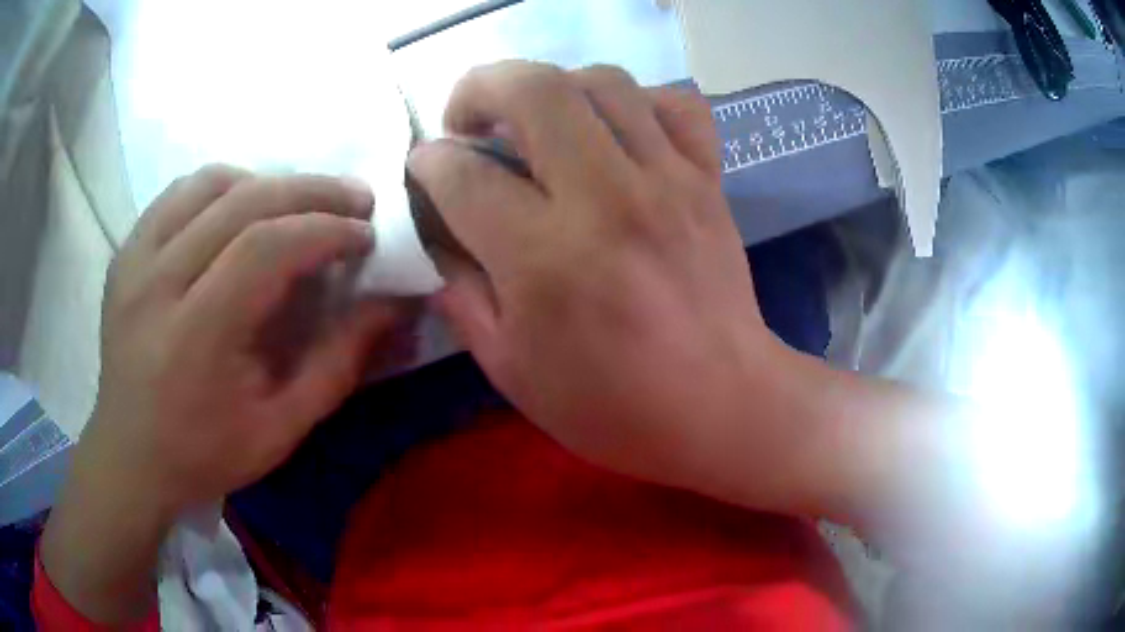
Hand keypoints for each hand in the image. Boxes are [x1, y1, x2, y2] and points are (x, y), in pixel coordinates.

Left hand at [41, 166, 411, 623]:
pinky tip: (239, 210)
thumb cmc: (205, 454)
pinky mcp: (125, 254)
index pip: (266, 248)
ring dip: (265, 183)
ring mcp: (134, 261)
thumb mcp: (281, 430)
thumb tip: (390, 305)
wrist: (130, 457)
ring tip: (297, 205)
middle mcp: (157, 282)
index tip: (364, 234)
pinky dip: (220, 188)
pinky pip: (177, 194)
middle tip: (354, 199)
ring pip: (209, 184)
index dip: (325, 229)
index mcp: (195, 335)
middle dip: (310, 192)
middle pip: (242, 201)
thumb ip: (337, 364)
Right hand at [409, 63, 796, 491]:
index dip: (429, 163)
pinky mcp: (707, 179)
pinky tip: (614, 129)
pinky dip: (635, 101)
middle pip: (533, 91)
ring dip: (552, 88)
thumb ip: (463, 295)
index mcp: (546, 259)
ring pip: (602, 81)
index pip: (465, 176)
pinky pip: (674, 104)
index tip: (424, 167)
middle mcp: (606, 198)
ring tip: (535, 123)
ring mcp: (667, 180)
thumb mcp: (512, 371)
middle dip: (479, 88)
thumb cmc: (614, 407)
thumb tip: (440, 233)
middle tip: (467, 120)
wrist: (723, 405)